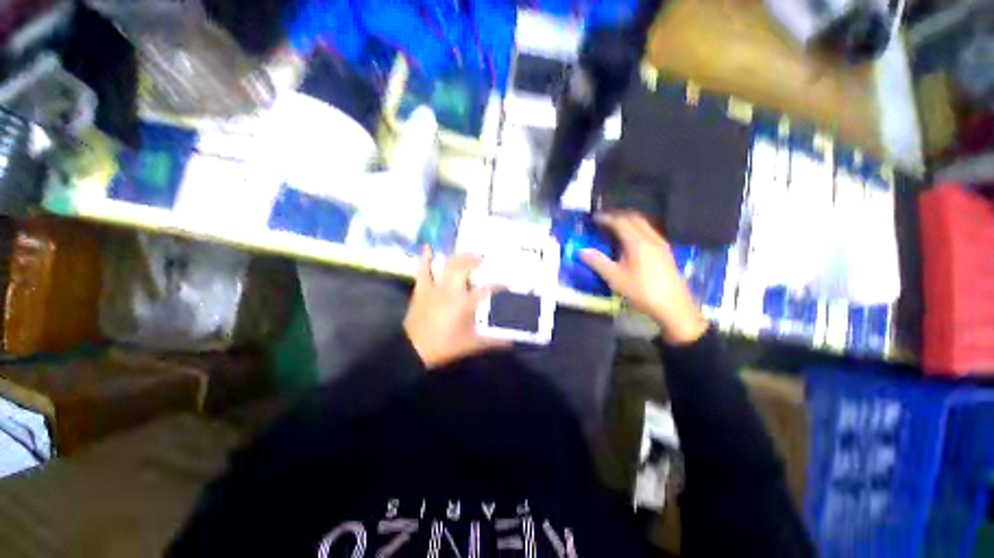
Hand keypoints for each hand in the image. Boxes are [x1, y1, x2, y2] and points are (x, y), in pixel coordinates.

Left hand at [404, 247, 510, 368]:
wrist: (414, 350)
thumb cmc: (445, 346)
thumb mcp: (472, 344)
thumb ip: (493, 341)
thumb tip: (512, 342)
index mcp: (464, 303)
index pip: (486, 289)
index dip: (498, 285)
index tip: (506, 284)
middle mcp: (451, 291)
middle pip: (464, 268)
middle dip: (474, 260)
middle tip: (483, 258)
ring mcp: (435, 288)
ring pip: (447, 266)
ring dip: (458, 257)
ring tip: (467, 253)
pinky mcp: (422, 290)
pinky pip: (423, 271)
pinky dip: (425, 258)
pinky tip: (427, 247)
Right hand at [580, 212, 707, 344]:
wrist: (673, 306)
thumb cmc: (641, 291)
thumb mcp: (615, 278)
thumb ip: (598, 262)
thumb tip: (582, 251)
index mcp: (637, 242)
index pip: (620, 222)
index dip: (606, 218)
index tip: (594, 219)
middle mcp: (651, 238)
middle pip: (634, 218)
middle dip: (618, 217)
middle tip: (604, 222)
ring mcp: (661, 244)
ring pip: (644, 224)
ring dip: (628, 222)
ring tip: (615, 230)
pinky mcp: (665, 252)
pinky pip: (649, 232)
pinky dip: (637, 230)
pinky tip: (631, 243)